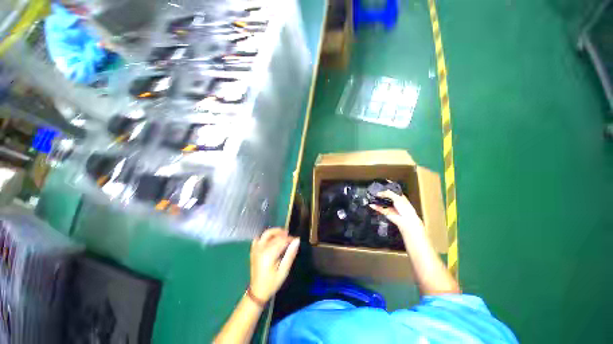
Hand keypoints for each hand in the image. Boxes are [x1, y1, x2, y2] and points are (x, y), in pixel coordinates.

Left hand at [249, 228, 299, 302]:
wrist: (257, 292)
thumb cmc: (272, 283)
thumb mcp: (284, 271)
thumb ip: (290, 254)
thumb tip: (297, 241)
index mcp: (269, 254)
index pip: (281, 240)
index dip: (290, 238)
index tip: (296, 239)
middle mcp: (261, 249)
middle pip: (274, 235)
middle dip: (284, 234)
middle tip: (291, 237)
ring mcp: (256, 249)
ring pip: (266, 234)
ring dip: (275, 232)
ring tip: (283, 234)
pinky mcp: (253, 250)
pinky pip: (259, 238)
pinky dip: (265, 236)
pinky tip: (271, 239)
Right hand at [370, 191, 423, 232]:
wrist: (406, 220)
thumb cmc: (405, 208)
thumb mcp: (397, 198)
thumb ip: (387, 193)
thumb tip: (378, 193)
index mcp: (399, 196)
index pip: (392, 189)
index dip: (388, 186)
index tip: (382, 182)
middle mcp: (394, 201)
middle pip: (385, 195)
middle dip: (380, 193)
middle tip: (373, 189)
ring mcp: (390, 206)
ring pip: (381, 202)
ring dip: (376, 200)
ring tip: (370, 195)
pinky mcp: (386, 212)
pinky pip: (379, 208)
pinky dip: (375, 207)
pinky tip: (370, 204)